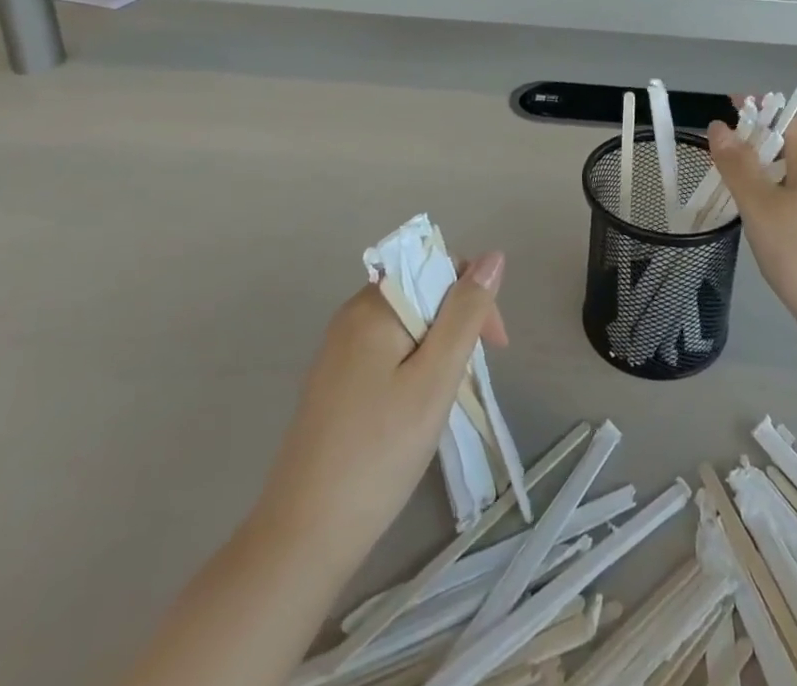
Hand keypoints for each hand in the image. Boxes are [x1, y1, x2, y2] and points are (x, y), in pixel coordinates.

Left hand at [252, 254, 508, 571]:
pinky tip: (416, 408)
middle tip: (471, 378)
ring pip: (408, 326)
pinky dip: (414, 368)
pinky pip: (387, 352)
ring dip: (439, 349)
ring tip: (446, 396)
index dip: (474, 296)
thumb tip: (493, 256)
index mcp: (373, 306)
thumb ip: (466, 313)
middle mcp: (351, 316)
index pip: (438, 268)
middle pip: (423, 294)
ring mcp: (339, 351)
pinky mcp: (335, 383)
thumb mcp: (435, 379)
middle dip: (458, 325)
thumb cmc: (378, 454)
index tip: (494, 347)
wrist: (303, 539)